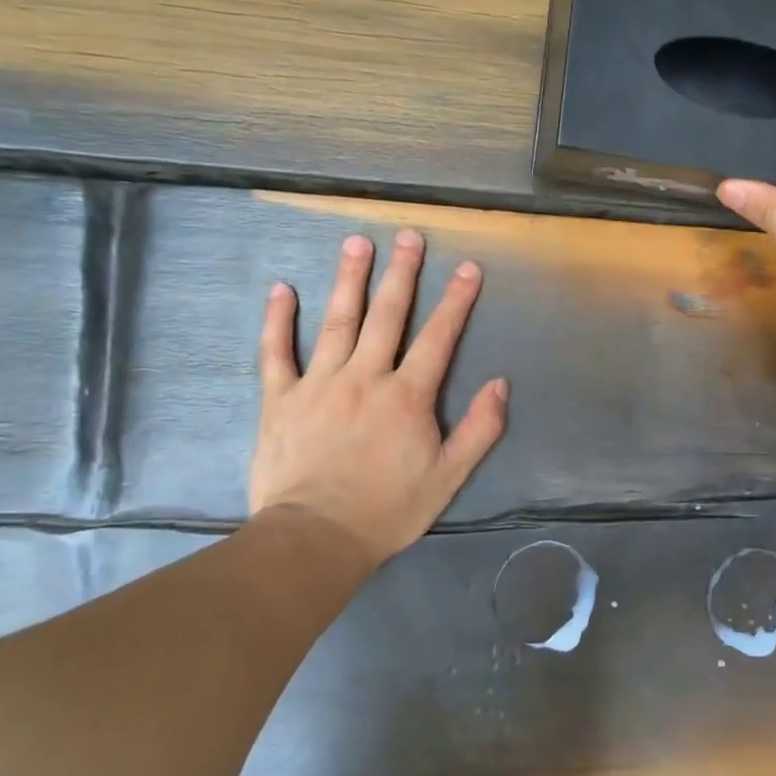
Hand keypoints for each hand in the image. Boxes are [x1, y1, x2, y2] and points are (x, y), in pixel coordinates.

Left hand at [251, 229, 508, 567]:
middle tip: (408, 236)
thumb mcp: (449, 476)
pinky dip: (278, 320)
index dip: (456, 300)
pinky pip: (276, 353)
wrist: (315, 539)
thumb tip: (500, 383)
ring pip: (337, 321)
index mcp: (407, 396)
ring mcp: (319, 384)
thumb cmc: (388, 509)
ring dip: (349, 279)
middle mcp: (365, 377)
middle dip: (402, 273)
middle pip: (387, 315)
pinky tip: (282, 289)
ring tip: (356, 243)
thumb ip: (480, 429)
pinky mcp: (280, 399)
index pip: (439, 337)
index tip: (468, 267)